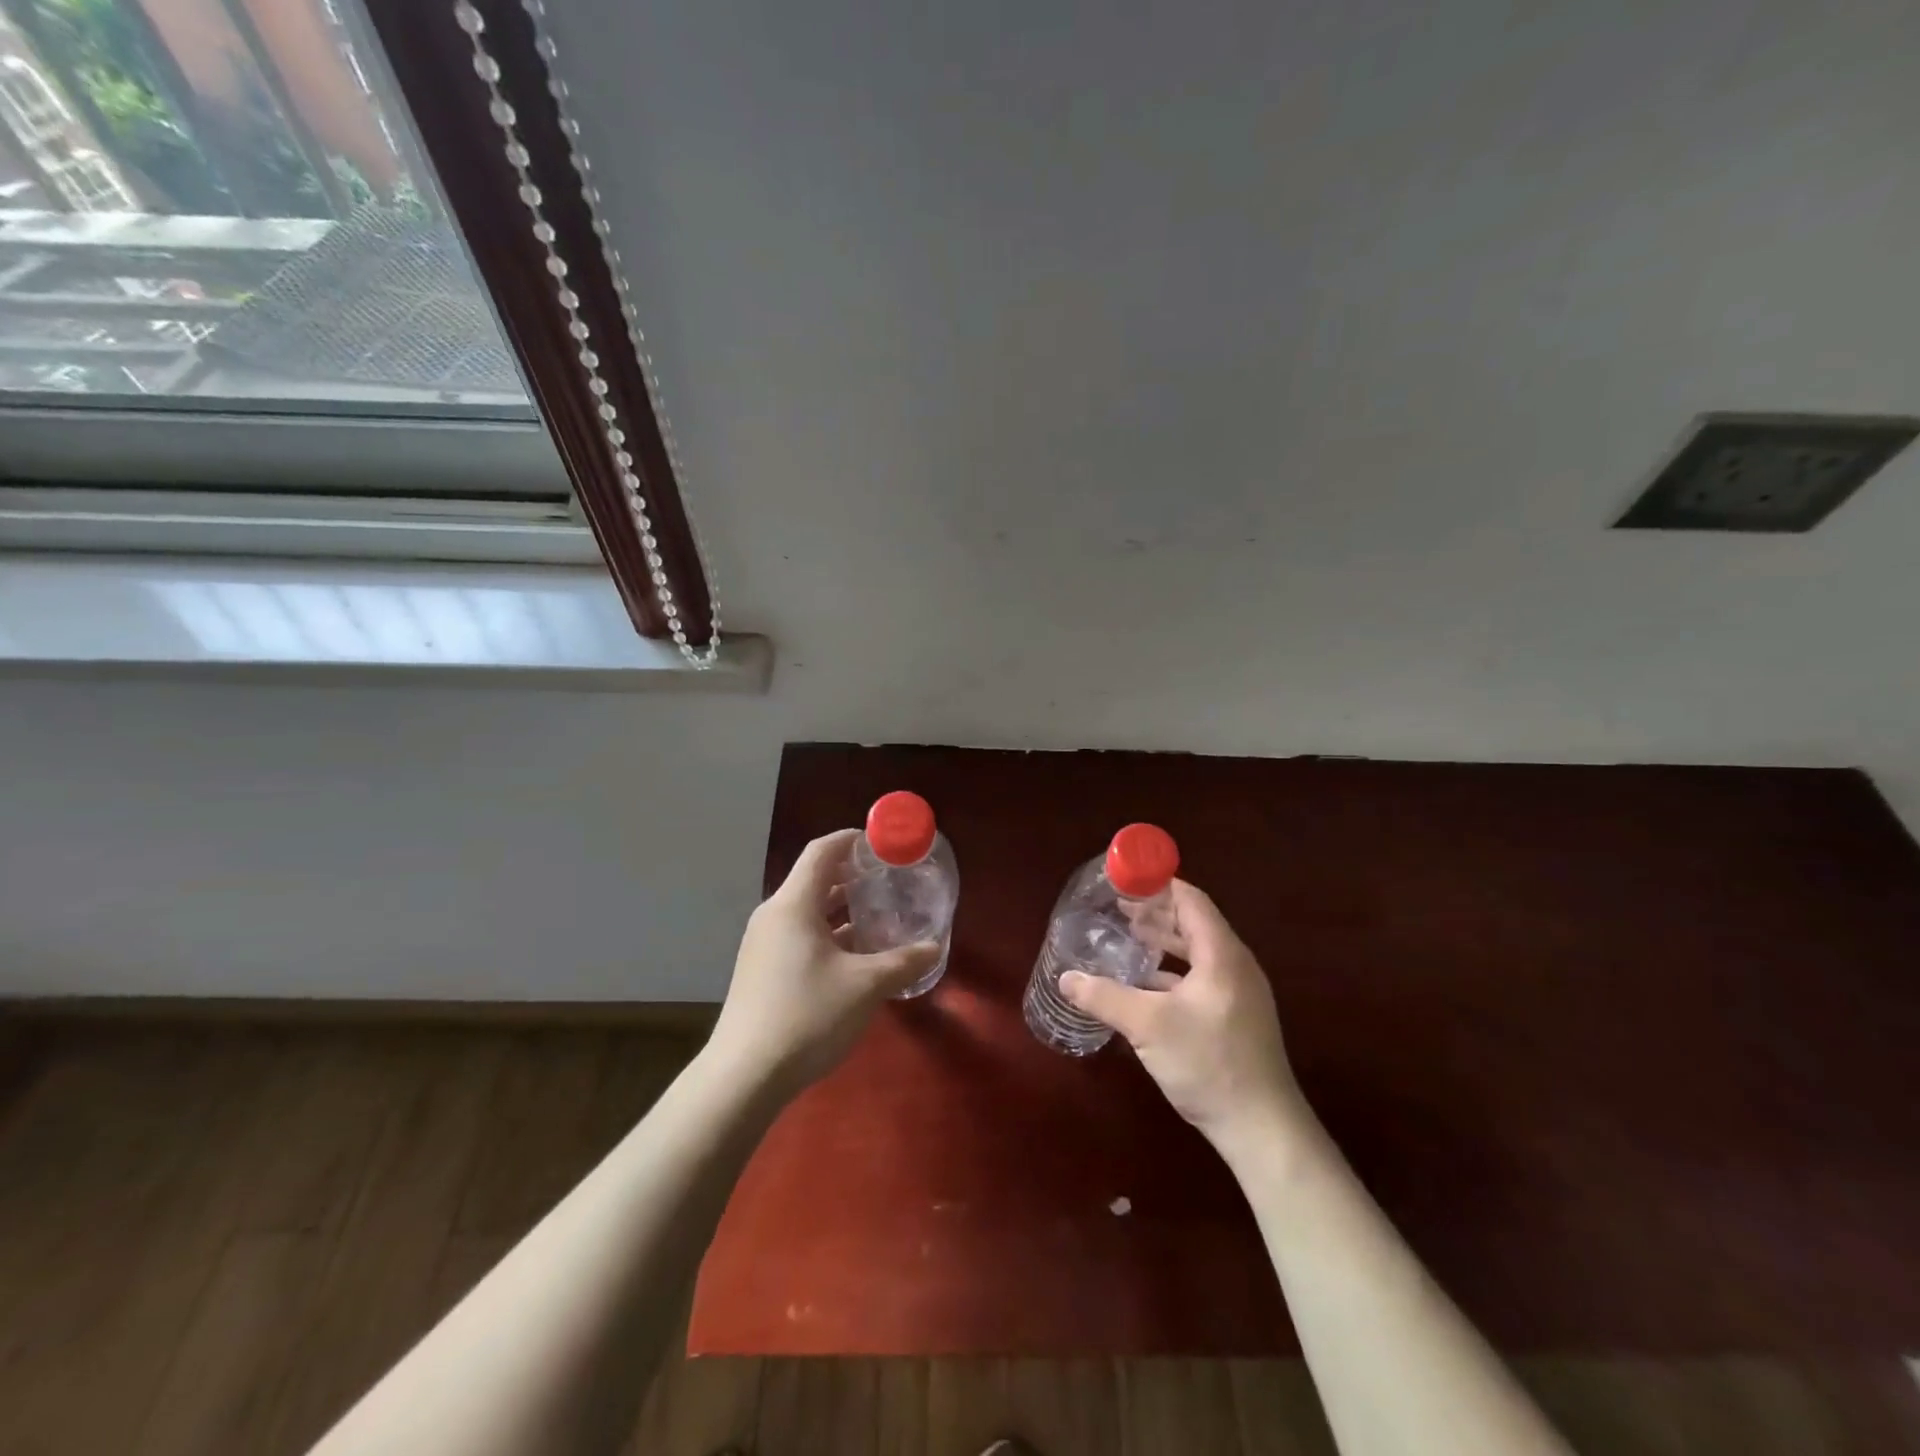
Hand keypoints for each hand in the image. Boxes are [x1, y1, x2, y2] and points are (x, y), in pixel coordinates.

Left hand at [707, 829, 939, 1093]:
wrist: (744, 1076)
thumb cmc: (807, 1016)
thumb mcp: (865, 986)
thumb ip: (903, 962)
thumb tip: (934, 947)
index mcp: (793, 905)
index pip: (822, 851)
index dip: (853, 840)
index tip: (884, 843)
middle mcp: (774, 916)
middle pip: (816, 880)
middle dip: (855, 877)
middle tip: (892, 880)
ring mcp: (765, 944)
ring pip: (809, 912)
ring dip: (844, 910)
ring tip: (882, 915)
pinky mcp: (763, 970)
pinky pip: (801, 936)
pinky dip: (830, 935)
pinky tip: (857, 956)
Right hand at [1060, 880, 1307, 1157]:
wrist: (1262, 1128)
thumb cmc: (1208, 1063)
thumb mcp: (1148, 1026)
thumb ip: (1105, 997)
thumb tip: (1065, 977)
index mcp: (1222, 954)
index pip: (1191, 900)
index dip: (1159, 885)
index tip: (1125, 880)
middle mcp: (1235, 965)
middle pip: (1194, 922)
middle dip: (1156, 912)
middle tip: (1118, 907)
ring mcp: (1239, 992)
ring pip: (1197, 952)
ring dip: (1164, 941)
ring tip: (1128, 935)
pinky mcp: (1235, 1017)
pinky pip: (1201, 976)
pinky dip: (1172, 970)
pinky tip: (1145, 982)